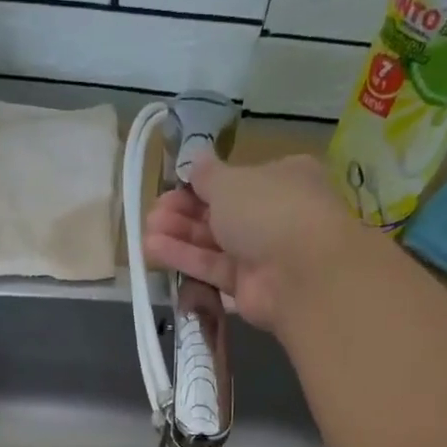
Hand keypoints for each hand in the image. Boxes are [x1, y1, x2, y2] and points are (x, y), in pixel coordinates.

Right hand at [142, 153, 360, 333]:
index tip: (172, 186)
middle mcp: (274, 214)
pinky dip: (185, 259)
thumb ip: (207, 174)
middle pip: (221, 212)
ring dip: (179, 235)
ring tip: (146, 231)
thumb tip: (196, 159)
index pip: (237, 180)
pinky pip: (213, 268)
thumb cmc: (269, 210)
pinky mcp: (248, 286)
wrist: (301, 273)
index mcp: (282, 178)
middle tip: (154, 212)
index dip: (202, 184)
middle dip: (185, 211)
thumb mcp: (231, 181)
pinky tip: (153, 250)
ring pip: (214, 242)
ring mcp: (262, 253)